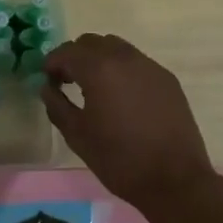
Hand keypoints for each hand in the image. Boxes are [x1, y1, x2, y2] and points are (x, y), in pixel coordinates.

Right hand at [41, 34, 214, 216]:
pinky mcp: (166, 78)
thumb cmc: (120, 159)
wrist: (175, 180)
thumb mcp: (78, 136)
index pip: (67, 51)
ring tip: (95, 87)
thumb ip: (57, 105)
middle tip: (68, 81)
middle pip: (91, 42)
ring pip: (116, 47)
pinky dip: (122, 69)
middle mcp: (124, 57)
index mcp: (99, 68)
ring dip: (99, 59)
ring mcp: (149, 65)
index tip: (47, 80)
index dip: (52, 63)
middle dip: (75, 57)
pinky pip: (136, 62)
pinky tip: (123, 97)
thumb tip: (47, 87)